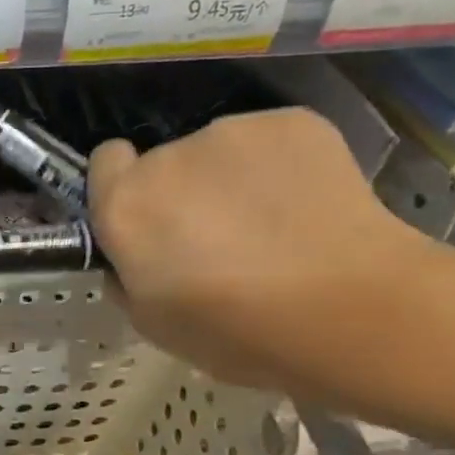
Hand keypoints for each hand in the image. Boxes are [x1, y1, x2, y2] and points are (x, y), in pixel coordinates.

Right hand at [88, 108, 431, 392]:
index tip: (146, 220)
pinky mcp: (293, 122)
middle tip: (217, 240)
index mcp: (126, 206)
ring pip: (218, 153)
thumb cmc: (235, 332)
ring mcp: (233, 132)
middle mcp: (168, 156)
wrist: (349, 310)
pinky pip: (269, 143)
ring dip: (229, 180)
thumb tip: (134, 257)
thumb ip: (127, 276)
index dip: (121, 188)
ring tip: (271, 227)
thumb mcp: (151, 323)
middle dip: (181, 192)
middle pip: (164, 162)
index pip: (105, 162)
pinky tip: (306, 208)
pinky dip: (279, 169)